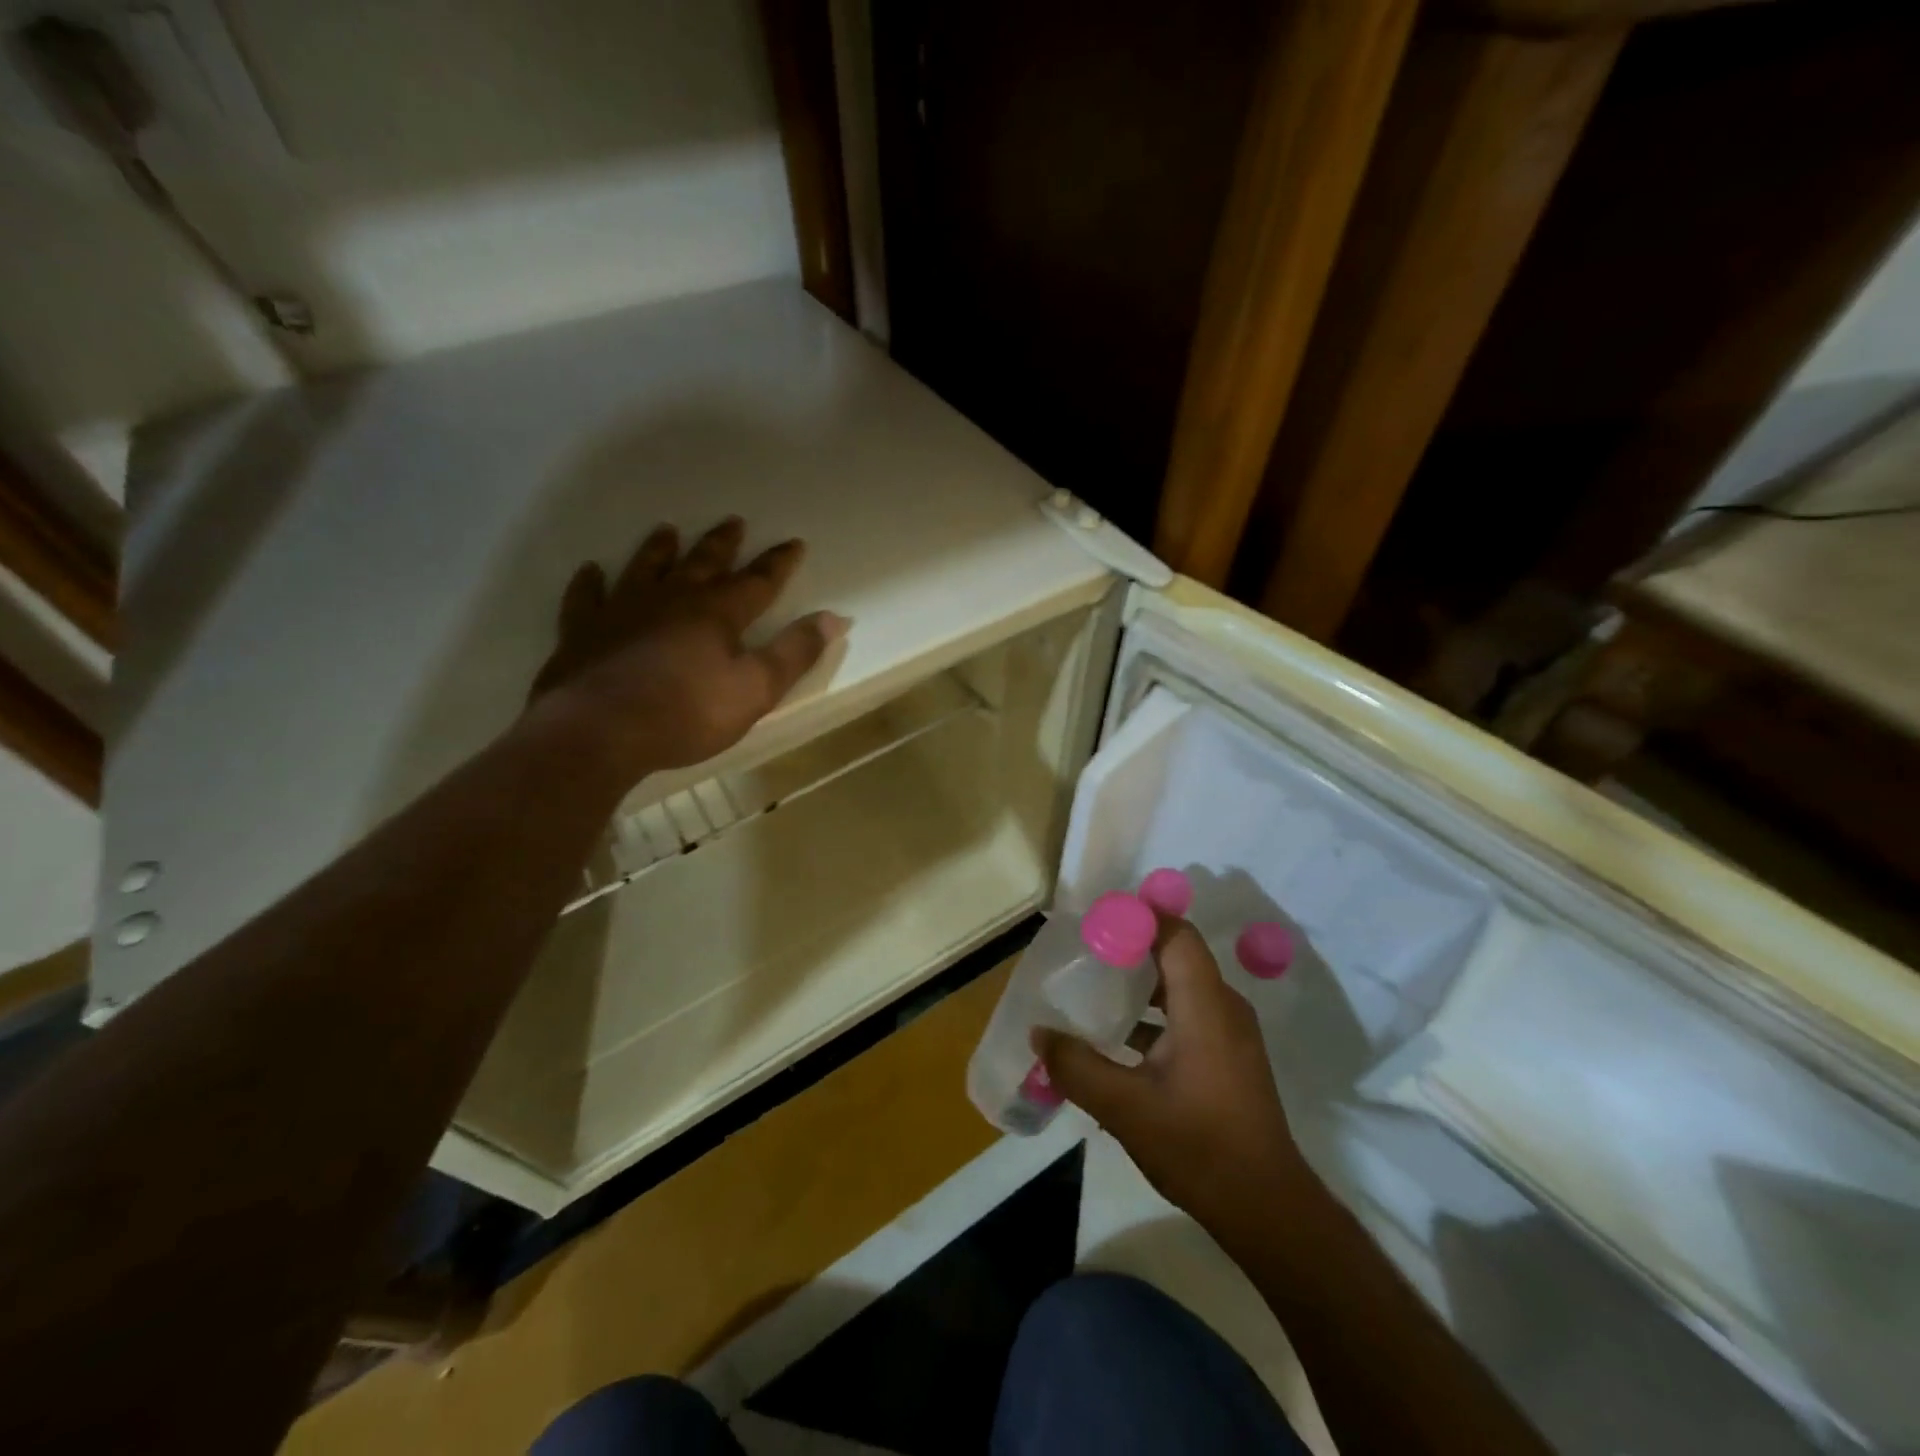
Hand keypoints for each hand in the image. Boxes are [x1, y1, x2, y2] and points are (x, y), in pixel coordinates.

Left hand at [528, 517, 848, 781]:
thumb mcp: (757, 689)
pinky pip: (586, 598)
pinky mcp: (583, 632)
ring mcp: (622, 611)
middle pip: (702, 563)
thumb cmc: (687, 712)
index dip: (778, 563)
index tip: (794, 542)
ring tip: (667, 530)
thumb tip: (833, 618)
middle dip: (722, 544)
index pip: (757, 581)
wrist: (600, 731)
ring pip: (644, 569)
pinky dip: (590, 583)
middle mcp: (671, 599)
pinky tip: (591, 571)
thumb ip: (795, 653)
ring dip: (659, 550)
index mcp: (717, 613)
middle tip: (733, 521)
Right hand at [1036, 918, 1305, 1236]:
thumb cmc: (1199, 1147)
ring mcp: (1230, 1033)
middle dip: (1128, 949)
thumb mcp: (1125, 1108)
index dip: (1136, 917)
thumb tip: (1039, 1034)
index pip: (1174, 933)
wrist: (1267, 1209)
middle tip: (1082, 954)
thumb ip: (1076, 1067)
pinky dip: (1154, 1014)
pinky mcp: (1229, 1057)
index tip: (1093, 920)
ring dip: (1139, 985)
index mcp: (1205, 1004)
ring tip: (1093, 991)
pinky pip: (1189, 1013)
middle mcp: (1223, 1007)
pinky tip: (1118, 1038)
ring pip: (1181, 987)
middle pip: (1175, 955)